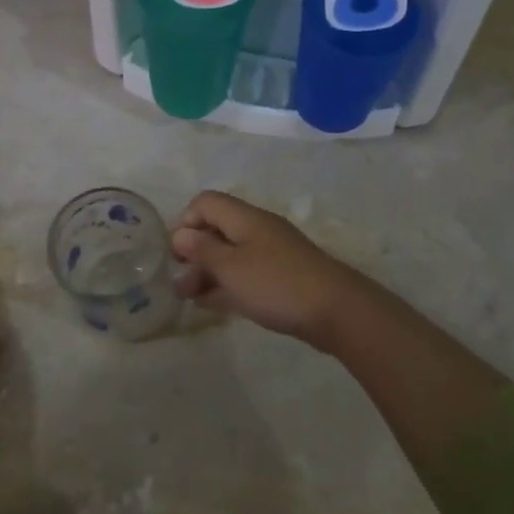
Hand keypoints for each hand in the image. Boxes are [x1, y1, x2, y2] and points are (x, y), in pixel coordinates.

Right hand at [170, 190, 395, 352]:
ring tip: (189, 298)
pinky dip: (226, 284)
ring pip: (230, 255)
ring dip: (207, 272)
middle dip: (194, 252)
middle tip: (179, 281)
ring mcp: (271, 254)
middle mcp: (257, 230)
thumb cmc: (276, 284)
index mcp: (245, 218)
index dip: (186, 222)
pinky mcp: (281, 277)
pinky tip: (212, 304)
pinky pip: (245, 274)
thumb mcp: (231, 268)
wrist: (336, 311)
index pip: (206, 202)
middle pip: (217, 229)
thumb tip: (180, 234)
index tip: (177, 254)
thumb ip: (202, 250)